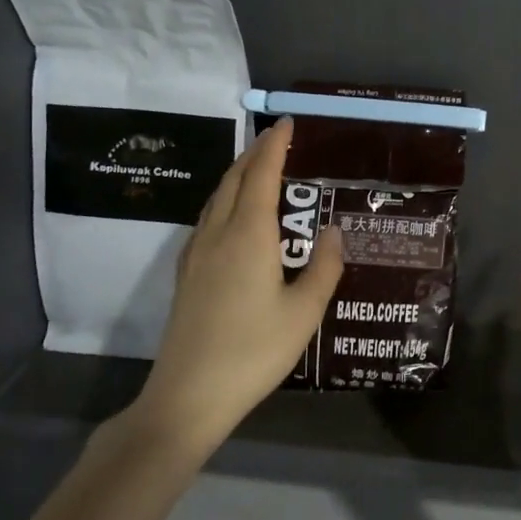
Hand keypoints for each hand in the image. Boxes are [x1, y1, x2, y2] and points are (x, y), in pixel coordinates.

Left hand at [125, 117, 343, 458]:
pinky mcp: (186, 275)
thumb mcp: (304, 312)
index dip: (275, 145)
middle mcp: (218, 234)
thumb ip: (324, 266)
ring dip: (238, 175)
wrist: (188, 396)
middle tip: (278, 139)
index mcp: (248, 235)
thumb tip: (334, 230)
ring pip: (216, 198)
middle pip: (234, 179)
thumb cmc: (253, 351)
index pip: (261, 175)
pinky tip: (234, 217)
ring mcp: (196, 254)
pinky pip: (207, 218)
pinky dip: (225, 200)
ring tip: (260, 169)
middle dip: (255, 153)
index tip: (288, 123)